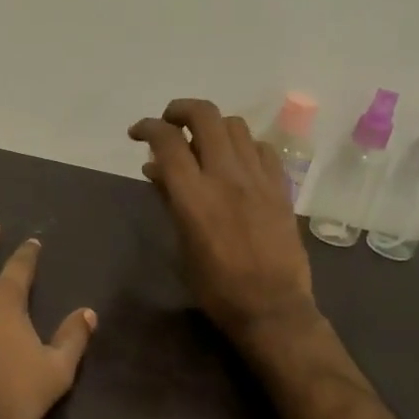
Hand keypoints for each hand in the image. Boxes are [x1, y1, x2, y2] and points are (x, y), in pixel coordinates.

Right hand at [130, 99, 319, 346]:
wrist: (273, 308)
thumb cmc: (216, 287)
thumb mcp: (182, 245)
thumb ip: (169, 199)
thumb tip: (154, 169)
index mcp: (194, 196)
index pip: (167, 141)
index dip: (148, 127)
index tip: (138, 133)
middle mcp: (227, 177)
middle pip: (205, 115)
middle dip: (180, 110)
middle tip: (169, 123)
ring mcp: (258, 178)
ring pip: (235, 125)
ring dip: (213, 126)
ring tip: (203, 143)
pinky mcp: (281, 187)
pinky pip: (262, 148)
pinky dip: (243, 146)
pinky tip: (236, 162)